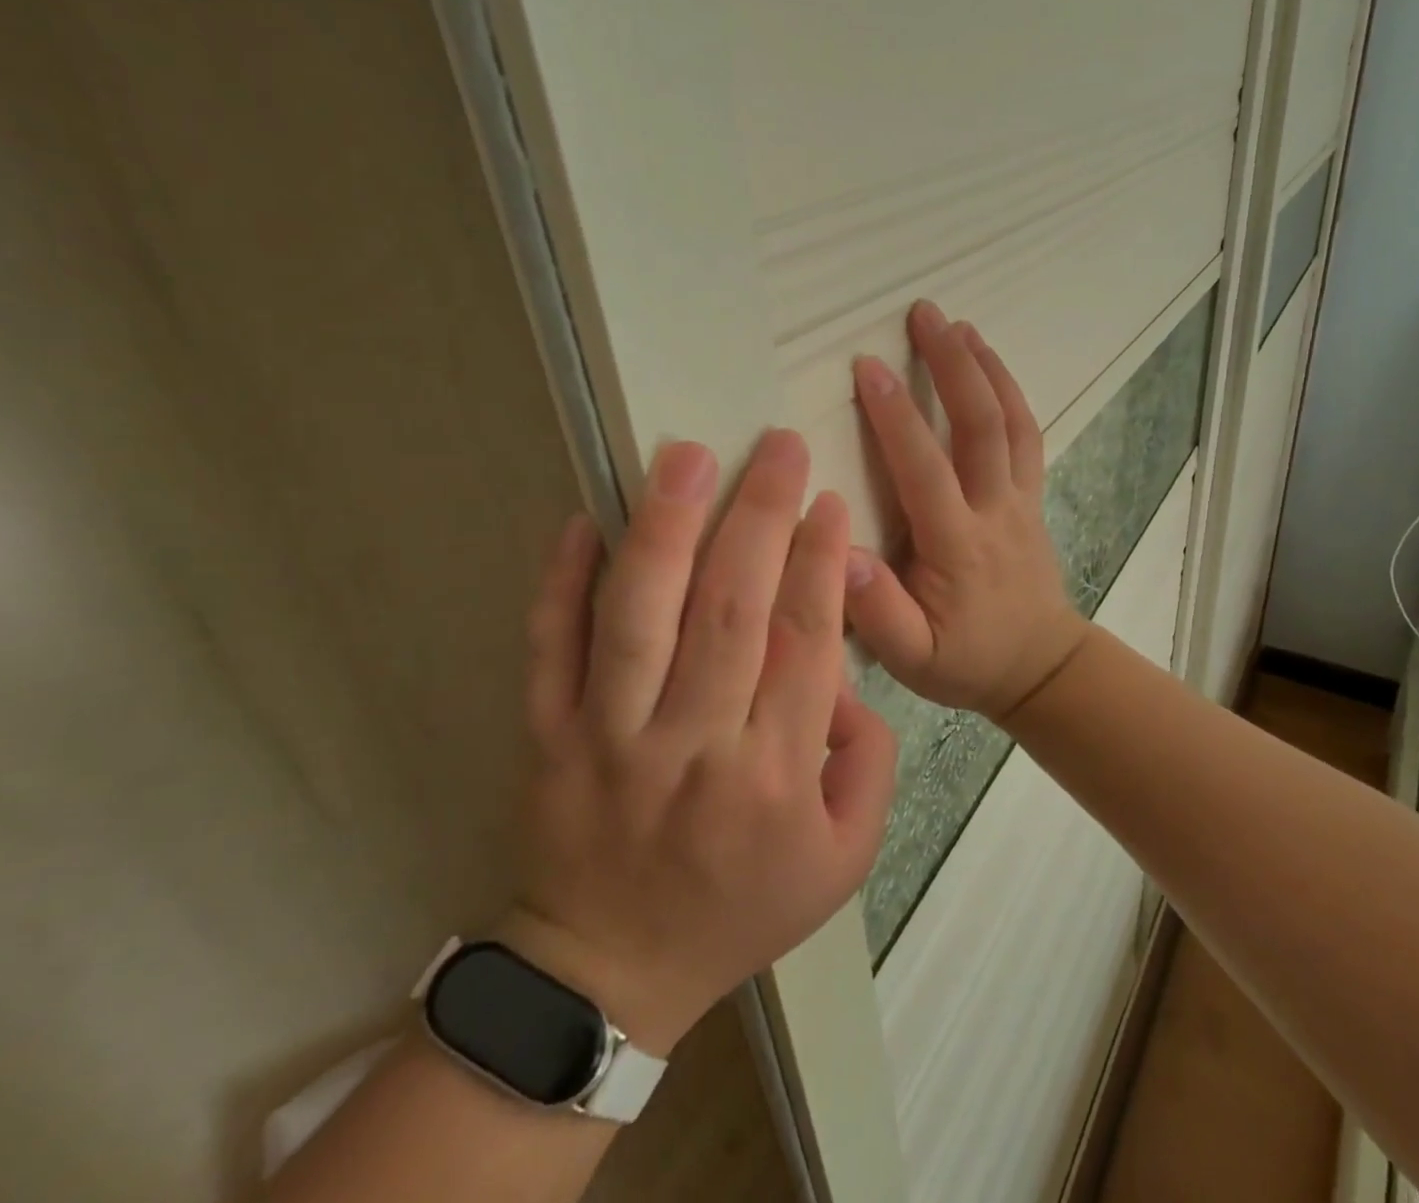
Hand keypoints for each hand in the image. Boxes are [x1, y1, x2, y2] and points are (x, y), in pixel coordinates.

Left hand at [510, 432, 896, 1055]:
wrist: (611, 972)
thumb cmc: (741, 907)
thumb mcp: (846, 857)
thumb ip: (869, 761)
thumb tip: (846, 672)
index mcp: (775, 774)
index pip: (804, 642)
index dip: (820, 562)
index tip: (827, 500)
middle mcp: (695, 745)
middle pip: (731, 611)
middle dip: (760, 517)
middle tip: (778, 446)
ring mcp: (611, 737)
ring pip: (640, 618)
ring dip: (665, 529)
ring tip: (687, 457)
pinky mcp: (549, 737)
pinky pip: (550, 651)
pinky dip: (560, 584)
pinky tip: (581, 521)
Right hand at [845, 301, 1090, 721]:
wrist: (1040, 668)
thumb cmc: (966, 661)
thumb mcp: (911, 658)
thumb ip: (876, 611)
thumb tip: (839, 550)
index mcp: (956, 545)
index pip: (924, 468)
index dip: (896, 415)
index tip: (868, 366)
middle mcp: (994, 510)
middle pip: (979, 426)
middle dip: (951, 365)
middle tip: (924, 313)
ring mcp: (1020, 500)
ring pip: (1011, 423)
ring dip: (985, 369)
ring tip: (959, 324)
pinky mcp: (1031, 498)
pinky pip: (1027, 437)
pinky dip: (1011, 395)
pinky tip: (991, 366)